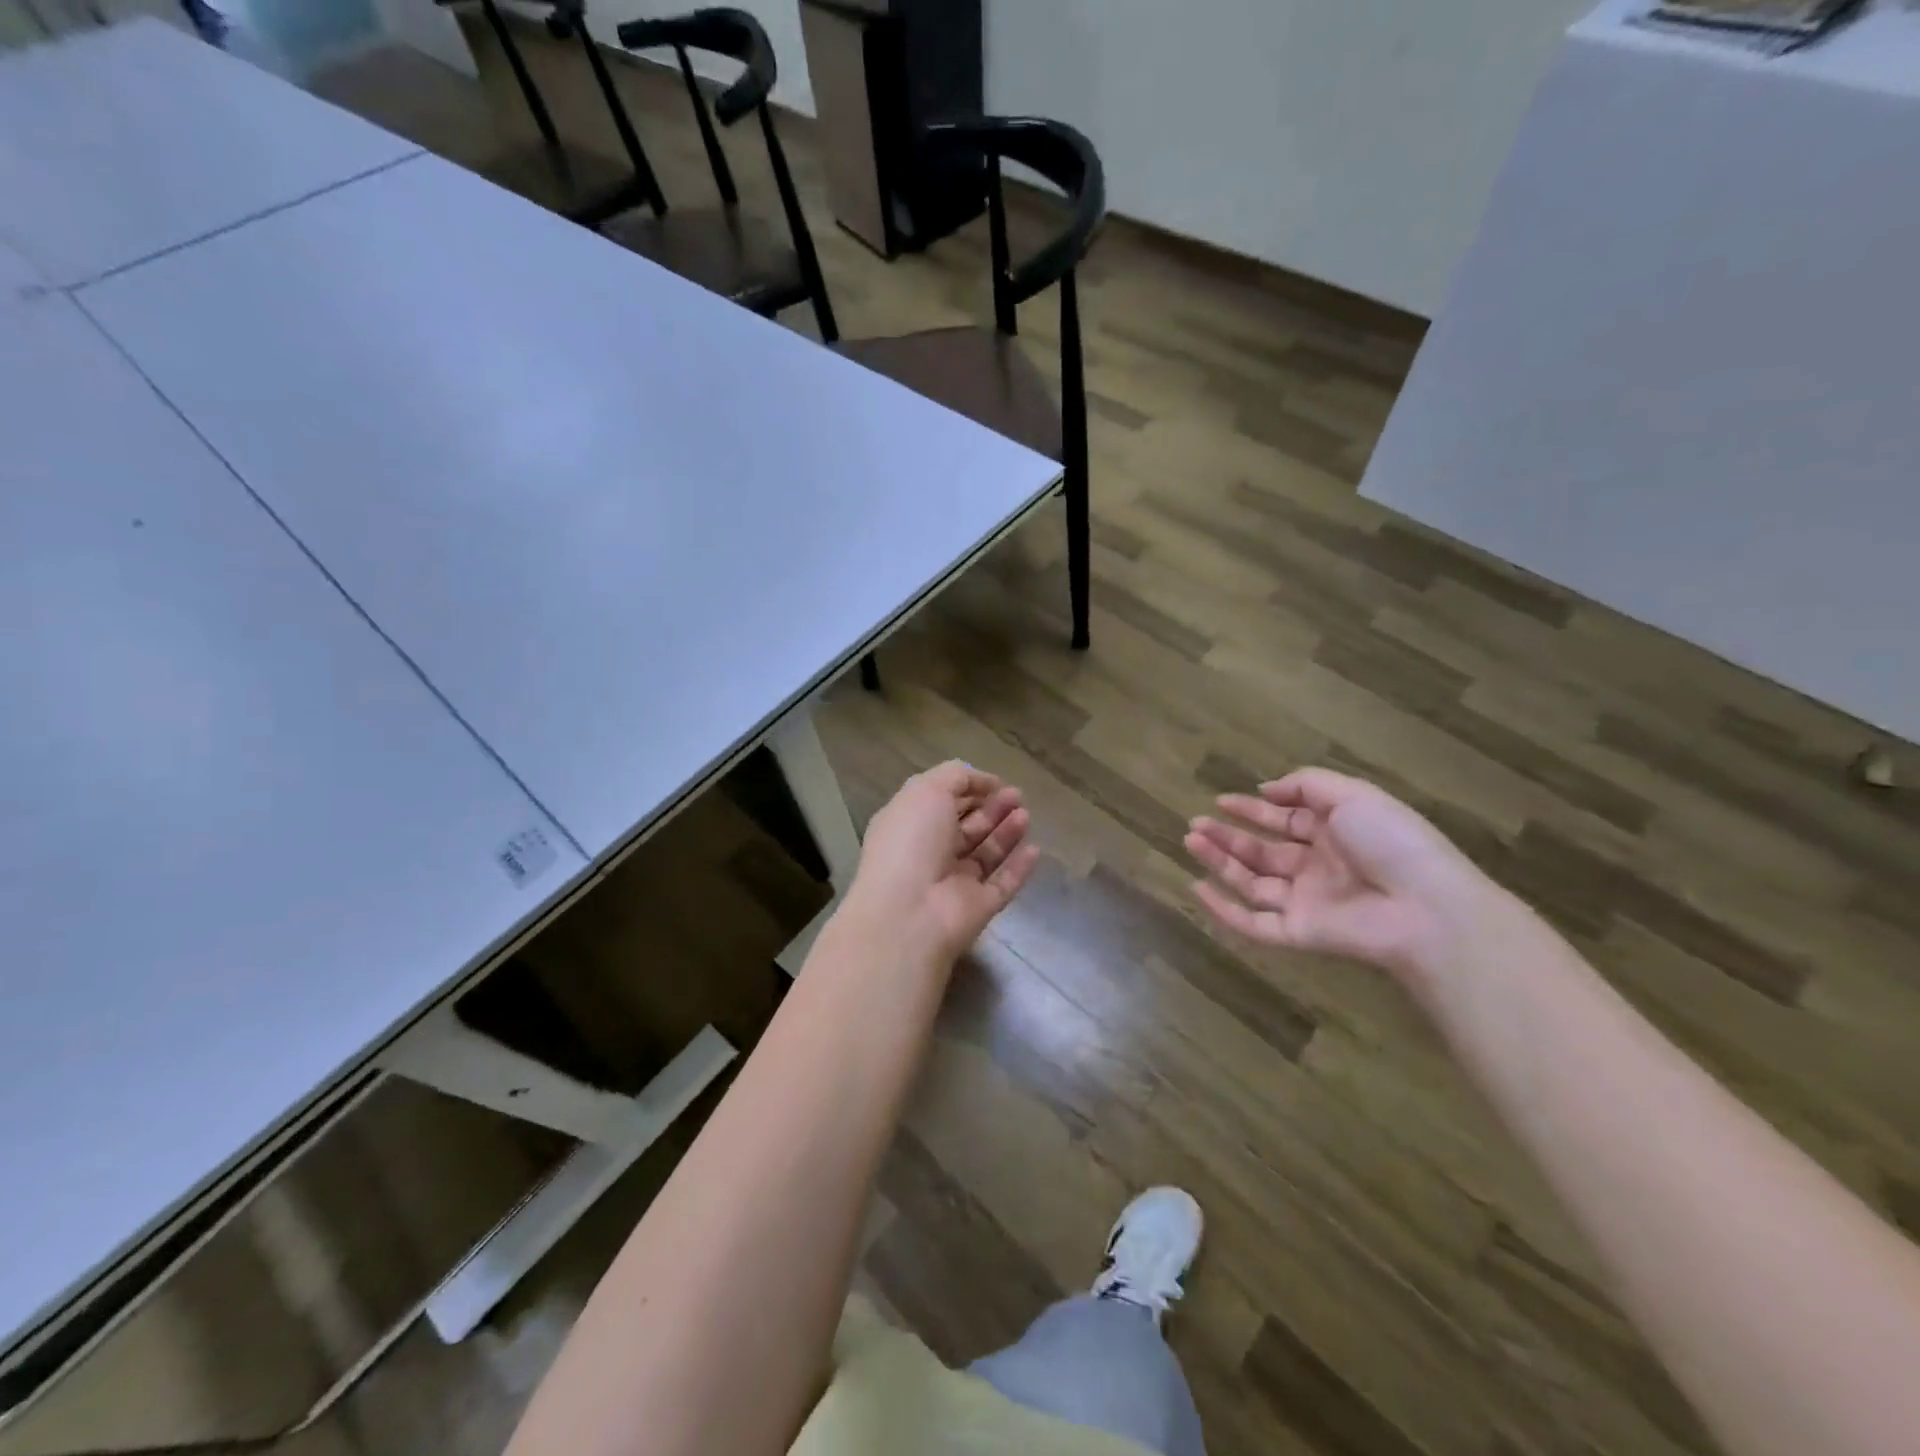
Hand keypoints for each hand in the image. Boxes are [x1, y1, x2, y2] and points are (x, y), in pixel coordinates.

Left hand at [843, 761, 1040, 967]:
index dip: (967, 790)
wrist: (909, 913)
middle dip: (992, 809)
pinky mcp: (977, 908)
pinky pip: (1002, 884)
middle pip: (966, 828)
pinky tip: (1035, 849)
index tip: (994, 782)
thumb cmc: (911, 842)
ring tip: (1026, 814)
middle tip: (1017, 795)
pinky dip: (1018, 867)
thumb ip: (956, 777)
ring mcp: (954, 884)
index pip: (941, 803)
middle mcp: (930, 854)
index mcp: (910, 825)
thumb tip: (984, 782)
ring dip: (1006, 833)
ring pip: (986, 854)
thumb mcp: (927, 790)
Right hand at [1186, 767, 1499, 980]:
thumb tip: (1266, 789)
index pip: (1285, 820)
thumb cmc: (1393, 842)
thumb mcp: (1354, 795)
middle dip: (1228, 836)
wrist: (1427, 909)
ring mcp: (1306, 903)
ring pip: (1251, 882)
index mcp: (1334, 834)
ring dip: (1220, 862)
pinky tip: (1198, 888)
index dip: (1253, 809)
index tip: (1220, 800)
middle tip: (1195, 824)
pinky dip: (1223, 910)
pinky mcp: (1297, 934)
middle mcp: (1317, 868)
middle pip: (1262, 851)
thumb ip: (1307, 784)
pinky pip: (1253, 924)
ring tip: (1191, 841)